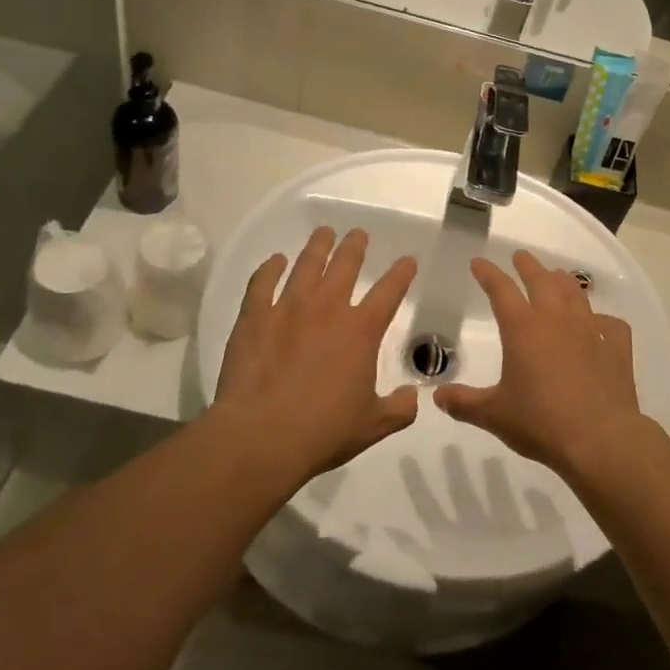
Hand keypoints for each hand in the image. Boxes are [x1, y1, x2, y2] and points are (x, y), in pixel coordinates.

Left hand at [214, 227, 418, 483]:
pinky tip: (276, 261)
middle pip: (346, 264)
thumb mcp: (373, 425)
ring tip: (324, 233)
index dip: (401, 273)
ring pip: (307, 264)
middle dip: (355, 246)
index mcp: (361, 330)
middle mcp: (328, 308)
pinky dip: (270, 268)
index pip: (389, 291)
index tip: (407, 260)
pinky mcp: (255, 316)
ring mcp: (288, 307)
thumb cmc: (323, 431)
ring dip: (318, 246)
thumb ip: (399, 409)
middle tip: (358, 234)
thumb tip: (414, 397)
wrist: (261, 436)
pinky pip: (262, 282)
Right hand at [434, 251, 645, 475]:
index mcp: (523, 328)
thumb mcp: (494, 415)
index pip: (500, 290)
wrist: (600, 439)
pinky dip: (603, 319)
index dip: (488, 273)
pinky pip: (611, 324)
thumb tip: (437, 397)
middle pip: (541, 280)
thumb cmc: (541, 422)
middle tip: (520, 256)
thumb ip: (464, 403)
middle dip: (528, 266)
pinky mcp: (616, 348)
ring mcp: (590, 331)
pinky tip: (600, 323)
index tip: (479, 262)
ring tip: (557, 276)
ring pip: (575, 294)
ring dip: (563, 281)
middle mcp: (556, 320)